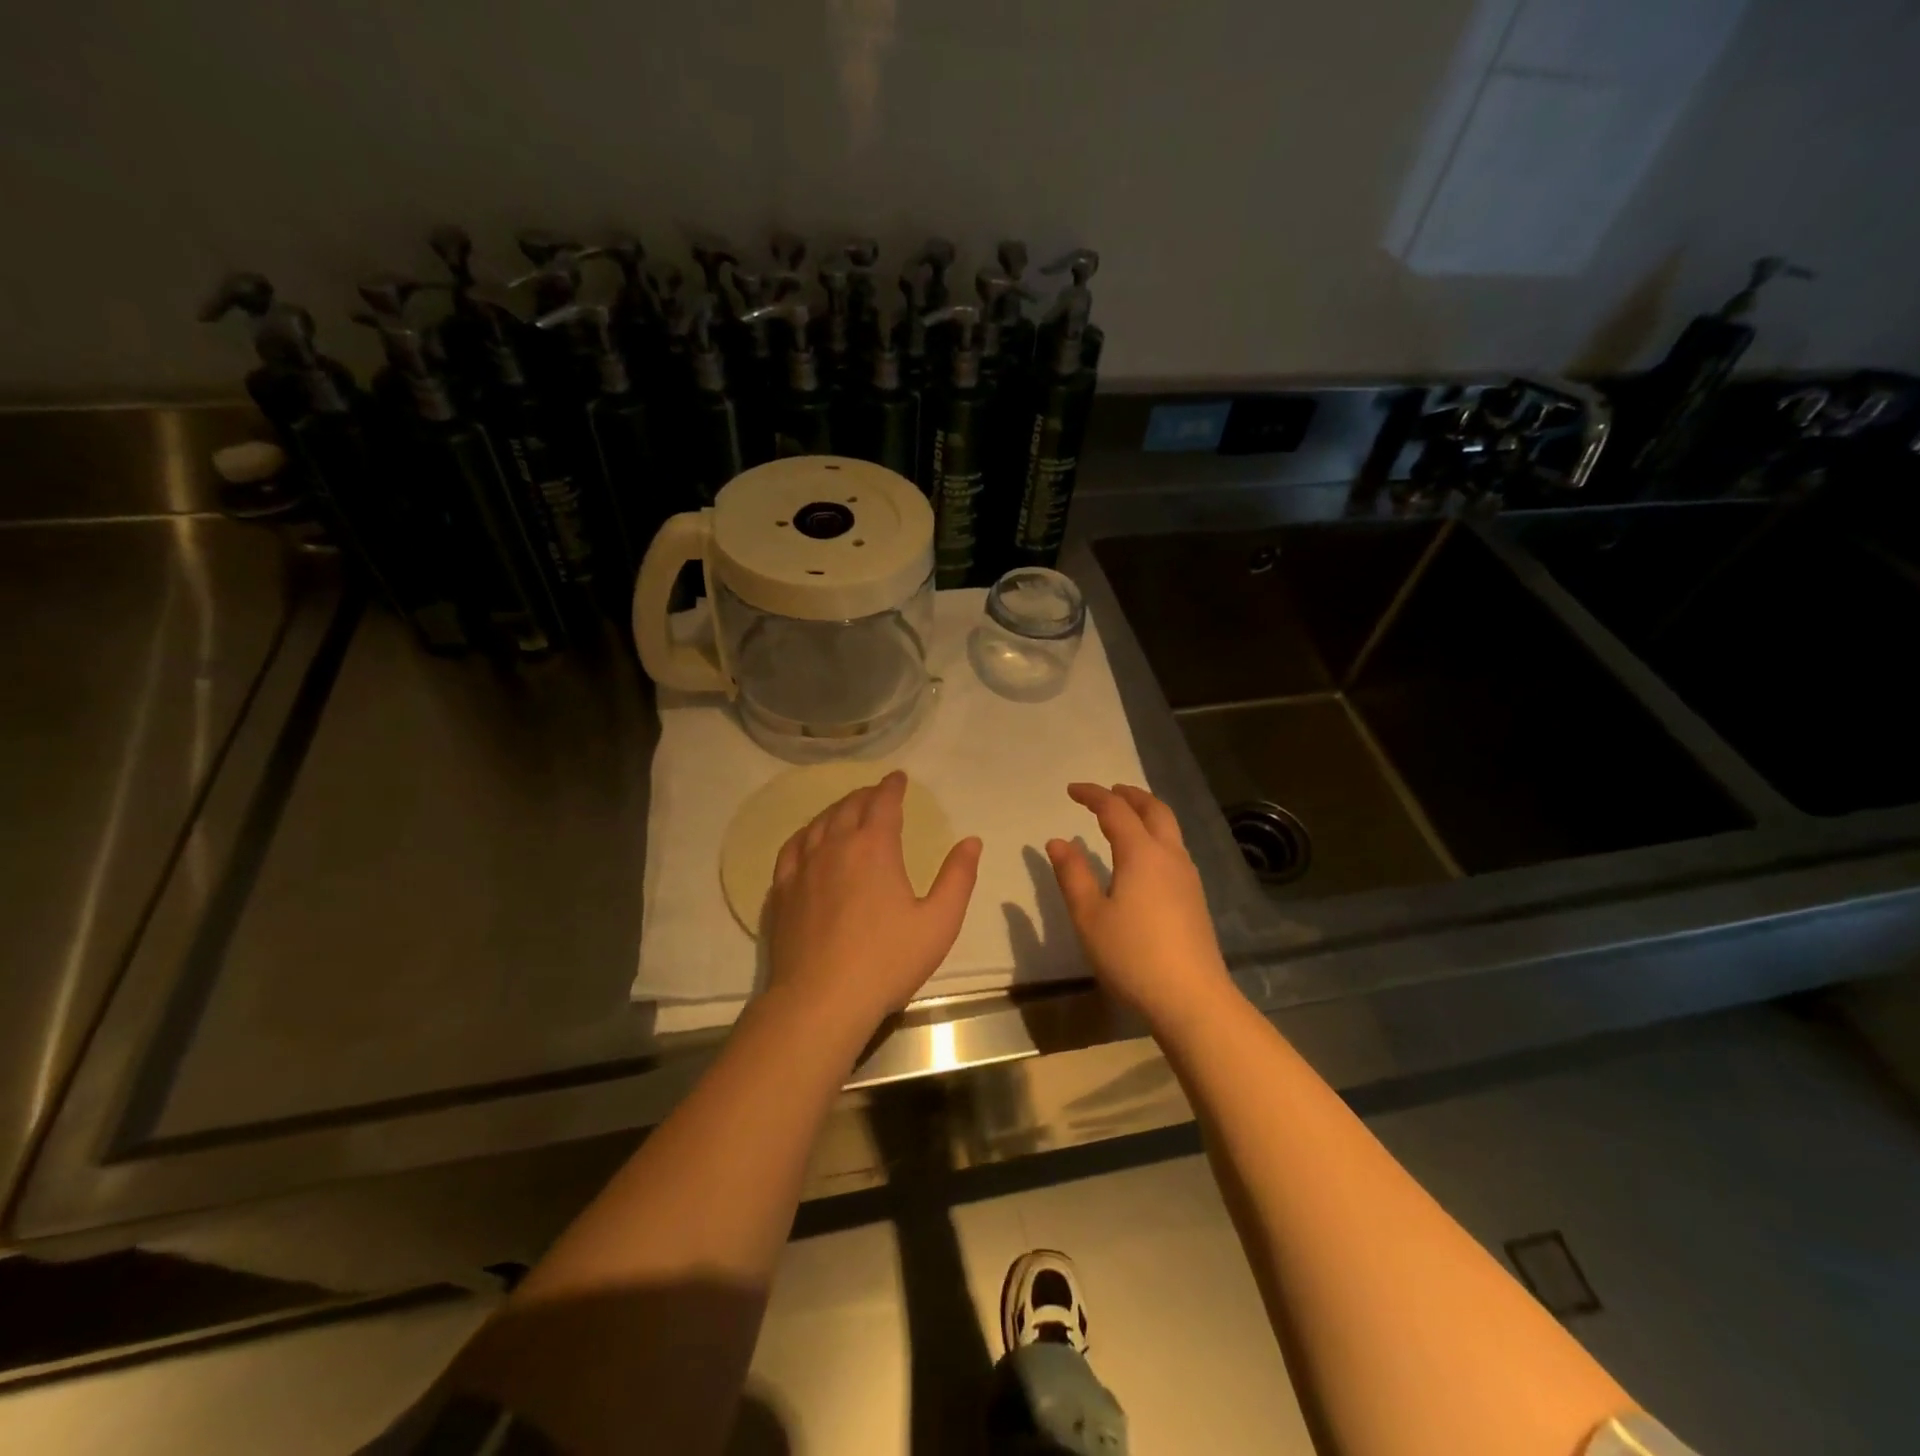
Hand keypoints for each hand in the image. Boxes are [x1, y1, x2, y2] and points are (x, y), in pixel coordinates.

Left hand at [763, 771, 982, 1041]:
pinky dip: (805, 834)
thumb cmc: (887, 961)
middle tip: (877, 793)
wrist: (822, 999)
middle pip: (849, 807)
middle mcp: (835, 846)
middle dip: (866, 795)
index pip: (884, 803)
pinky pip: (792, 848)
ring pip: (819, 823)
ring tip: (847, 810)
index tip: (899, 778)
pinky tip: (808, 839)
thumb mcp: (939, 922)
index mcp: (874, 847)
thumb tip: (971, 841)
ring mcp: (803, 867)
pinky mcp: (782, 891)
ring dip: (837, 810)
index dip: (893, 786)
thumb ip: (958, 877)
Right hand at [1047, 783, 1233, 1027]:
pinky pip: (1174, 849)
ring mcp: (1188, 877)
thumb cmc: (1132, 956)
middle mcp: (1169, 856)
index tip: (1071, 790)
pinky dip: (1156, 836)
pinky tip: (1144, 858)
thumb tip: (1057, 841)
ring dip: (1147, 813)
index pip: (1115, 810)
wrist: (1192, 998)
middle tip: (1108, 792)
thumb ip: (1072, 875)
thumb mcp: (1089, 917)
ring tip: (1126, 818)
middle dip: (1129, 795)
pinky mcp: (1195, 898)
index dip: (1093, 795)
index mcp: (1141, 854)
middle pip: (1154, 809)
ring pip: (1169, 829)